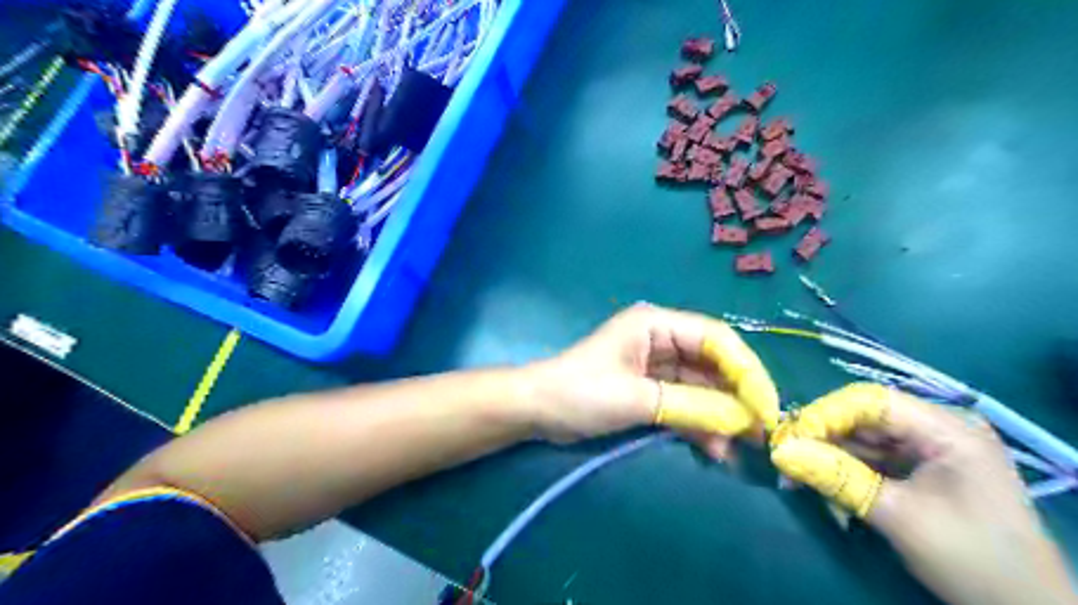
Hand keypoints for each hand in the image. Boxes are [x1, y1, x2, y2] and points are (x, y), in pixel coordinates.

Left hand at [521, 302, 775, 458]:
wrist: (538, 410)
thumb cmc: (581, 393)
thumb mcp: (637, 399)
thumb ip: (691, 406)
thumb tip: (743, 421)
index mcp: (656, 325)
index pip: (716, 339)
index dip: (745, 370)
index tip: (765, 406)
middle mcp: (661, 338)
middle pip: (713, 362)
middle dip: (737, 395)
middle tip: (759, 431)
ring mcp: (656, 364)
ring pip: (702, 385)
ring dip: (720, 413)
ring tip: (739, 446)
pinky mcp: (650, 388)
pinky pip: (685, 401)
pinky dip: (700, 422)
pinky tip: (714, 448)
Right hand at [770, 383, 1073, 604]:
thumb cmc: (970, 557)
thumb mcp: (896, 515)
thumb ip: (836, 477)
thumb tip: (780, 452)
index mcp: (946, 428)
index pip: (871, 400)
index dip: (825, 413)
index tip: (789, 438)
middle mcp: (938, 428)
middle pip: (864, 417)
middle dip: (822, 437)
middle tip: (786, 458)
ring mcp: (931, 449)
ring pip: (863, 438)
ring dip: (828, 455)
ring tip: (795, 475)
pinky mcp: (922, 469)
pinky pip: (873, 458)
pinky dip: (845, 469)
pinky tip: (820, 482)